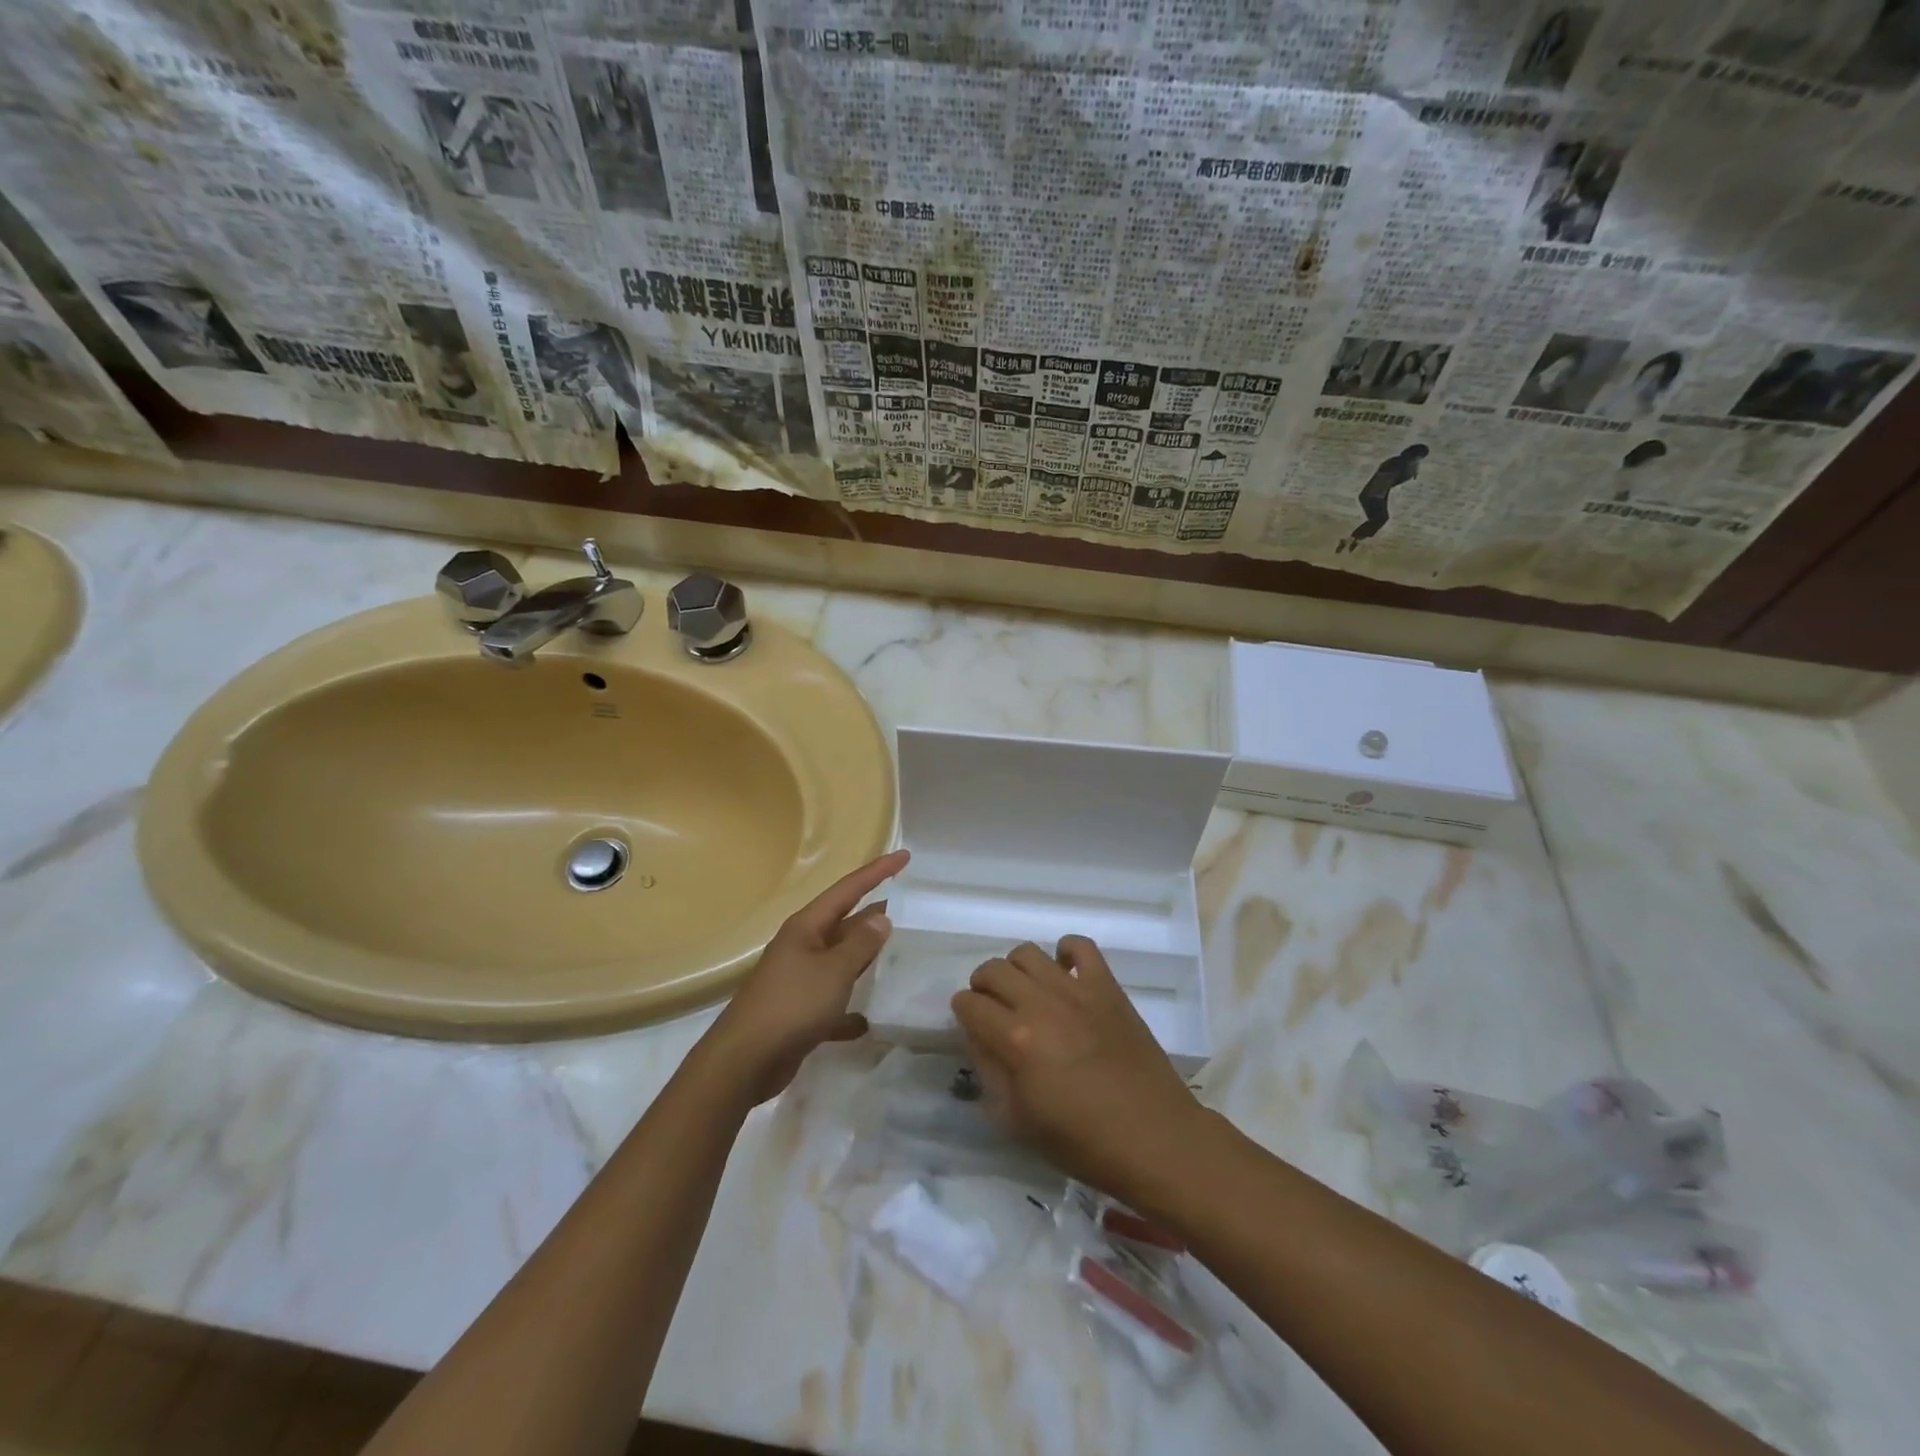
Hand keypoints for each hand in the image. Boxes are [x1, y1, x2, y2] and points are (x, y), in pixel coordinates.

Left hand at [701, 849, 908, 1105]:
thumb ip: (860, 944)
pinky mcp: (798, 1013)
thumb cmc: (792, 1005)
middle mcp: (802, 947)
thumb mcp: (834, 970)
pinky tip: (869, 1021)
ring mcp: (798, 980)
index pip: (848, 889)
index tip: (904, 856)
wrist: (744, 1061)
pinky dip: (850, 1008)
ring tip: (897, 953)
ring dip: (864, 958)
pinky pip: (832, 1003)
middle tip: (907, 905)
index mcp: (807, 927)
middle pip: (844, 923)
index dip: (877, 872)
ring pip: (840, 961)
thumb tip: (881, 917)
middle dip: (873, 913)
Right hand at [951, 937, 1202, 1198]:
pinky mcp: (1107, 987)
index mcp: (1015, 1040)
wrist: (1153, 1138)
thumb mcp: (1017, 1121)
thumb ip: (989, 1072)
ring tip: (1025, 991)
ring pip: (1028, 953)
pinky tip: (1064, 973)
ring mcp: (1077, 990)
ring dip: (1016, 969)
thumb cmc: (1082, 1141)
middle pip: (993, 970)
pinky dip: (1065, 951)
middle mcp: (1041, 1004)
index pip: (969, 1004)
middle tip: (992, 1007)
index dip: (962, 1013)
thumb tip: (979, 1037)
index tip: (969, 1024)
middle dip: (982, 986)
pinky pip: (1080, 946)